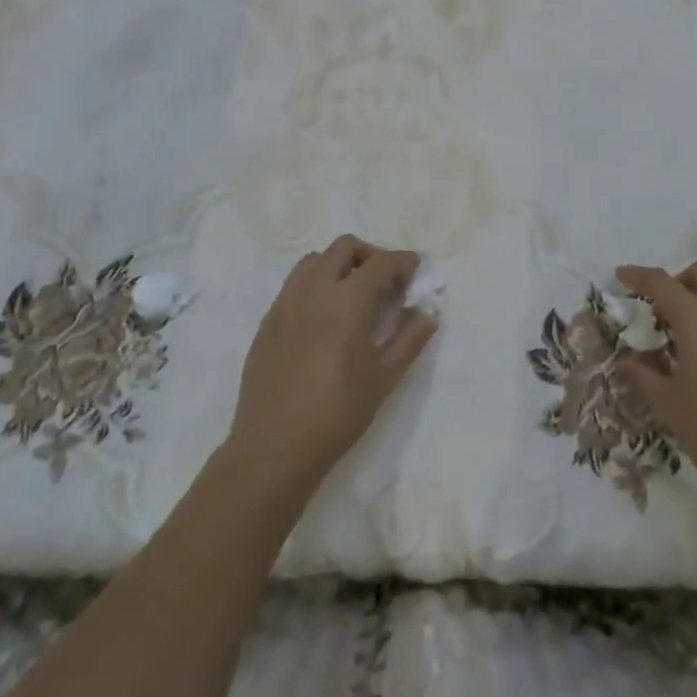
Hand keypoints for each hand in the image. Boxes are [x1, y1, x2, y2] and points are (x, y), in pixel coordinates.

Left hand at [226, 236, 436, 492]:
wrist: (274, 448)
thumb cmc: (337, 413)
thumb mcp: (384, 378)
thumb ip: (409, 339)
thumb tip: (428, 315)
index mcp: (346, 300)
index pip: (380, 263)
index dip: (402, 261)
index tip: (415, 269)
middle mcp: (313, 290)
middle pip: (344, 248)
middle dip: (370, 255)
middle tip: (385, 281)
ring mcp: (285, 303)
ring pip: (314, 260)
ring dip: (338, 265)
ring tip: (353, 294)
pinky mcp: (267, 321)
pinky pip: (294, 285)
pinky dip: (315, 285)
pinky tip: (324, 317)